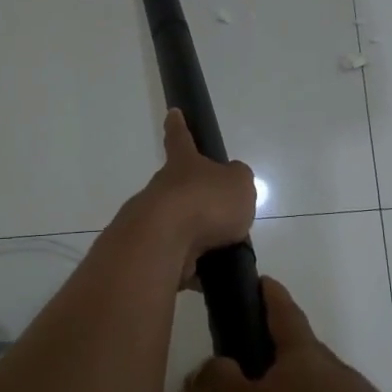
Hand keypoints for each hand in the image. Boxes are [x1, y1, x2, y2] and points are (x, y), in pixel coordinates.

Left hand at [129, 110, 257, 284]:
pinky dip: (195, 269)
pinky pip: (179, 260)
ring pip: (180, 227)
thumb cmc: (205, 202)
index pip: (181, 139)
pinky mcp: (152, 253)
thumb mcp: (239, 184)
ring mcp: (154, 221)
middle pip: (181, 189)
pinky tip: (212, 278)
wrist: (164, 242)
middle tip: (223, 216)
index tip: (172, 113)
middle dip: (198, 200)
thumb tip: (232, 185)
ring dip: (199, 238)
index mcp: (183, 165)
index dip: (179, 126)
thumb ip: (238, 181)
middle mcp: (163, 189)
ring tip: (225, 252)